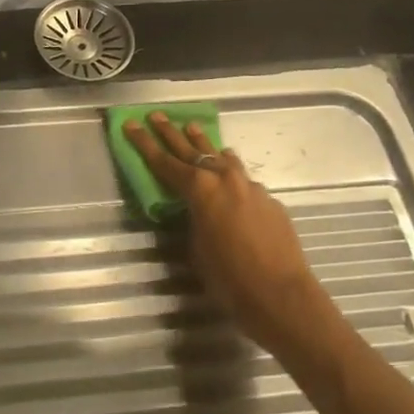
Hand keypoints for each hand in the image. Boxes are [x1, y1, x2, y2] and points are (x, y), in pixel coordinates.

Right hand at [123, 112, 323, 356]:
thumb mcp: (196, 248)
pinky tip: (230, 181)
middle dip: (171, 132)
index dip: (144, 143)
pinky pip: (244, 180)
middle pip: (192, 149)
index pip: (164, 161)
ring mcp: (251, 187)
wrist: (283, 297)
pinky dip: (231, 175)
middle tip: (156, 116)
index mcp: (199, 189)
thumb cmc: (230, 279)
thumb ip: (193, 220)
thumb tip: (197, 210)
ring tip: (193, 130)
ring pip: (223, 158)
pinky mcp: (270, 201)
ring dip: (205, 145)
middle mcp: (225, 179)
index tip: (131, 124)